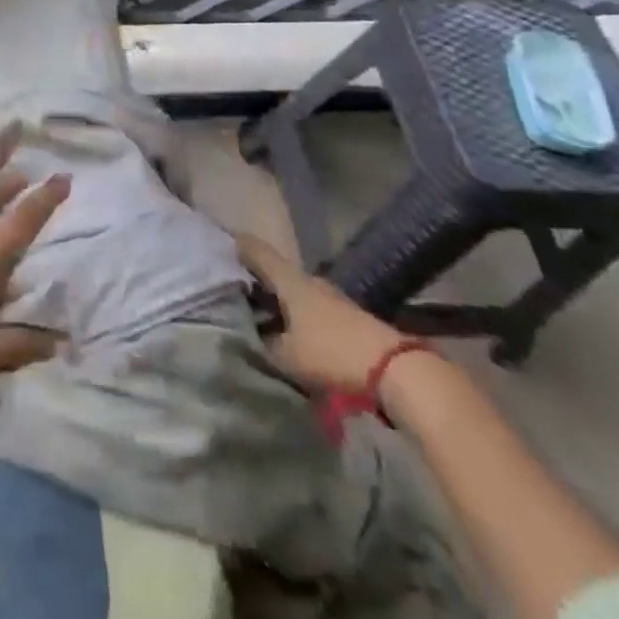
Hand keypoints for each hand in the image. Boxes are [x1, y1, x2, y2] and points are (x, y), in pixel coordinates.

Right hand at [238, 234, 403, 394]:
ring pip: (296, 293)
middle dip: (258, 282)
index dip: (239, 247)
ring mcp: (333, 298)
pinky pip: (312, 309)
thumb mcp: (286, 356)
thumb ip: (262, 344)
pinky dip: (298, 316)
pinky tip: (292, 334)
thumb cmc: (332, 354)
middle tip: (237, 295)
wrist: (396, 370)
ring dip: (279, 302)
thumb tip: (247, 336)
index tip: (222, 247)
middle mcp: (310, 281)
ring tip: (262, 320)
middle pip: (277, 273)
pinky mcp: (349, 318)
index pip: (258, 252)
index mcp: (290, 280)